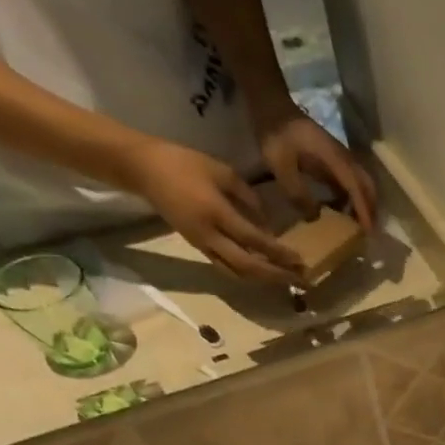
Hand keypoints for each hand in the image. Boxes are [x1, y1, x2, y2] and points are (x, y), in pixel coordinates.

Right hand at [115, 138, 302, 282]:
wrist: (142, 168)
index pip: (254, 240)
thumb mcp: (222, 171)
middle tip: (302, 281)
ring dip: (265, 280)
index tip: (300, 260)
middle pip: (248, 266)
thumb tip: (269, 224)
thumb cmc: (183, 163)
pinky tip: (265, 274)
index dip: (278, 253)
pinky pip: (227, 268)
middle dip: (277, 275)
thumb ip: (248, 198)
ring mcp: (202, 244)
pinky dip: (248, 275)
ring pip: (237, 273)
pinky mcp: (197, 247)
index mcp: (215, 212)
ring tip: (288, 281)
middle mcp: (209, 234)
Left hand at [257, 106, 377, 230]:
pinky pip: (349, 181)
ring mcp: (339, 157)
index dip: (363, 209)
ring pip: (361, 183)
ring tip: (358, 225)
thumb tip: (314, 217)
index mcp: (333, 156)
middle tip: (369, 232)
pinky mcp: (332, 159)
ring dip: (363, 203)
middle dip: (371, 208)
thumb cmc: (274, 132)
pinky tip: (342, 210)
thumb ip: (296, 191)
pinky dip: (351, 197)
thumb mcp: (279, 164)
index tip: (369, 231)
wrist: (271, 104)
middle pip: (366, 184)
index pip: (355, 186)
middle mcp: (343, 157)